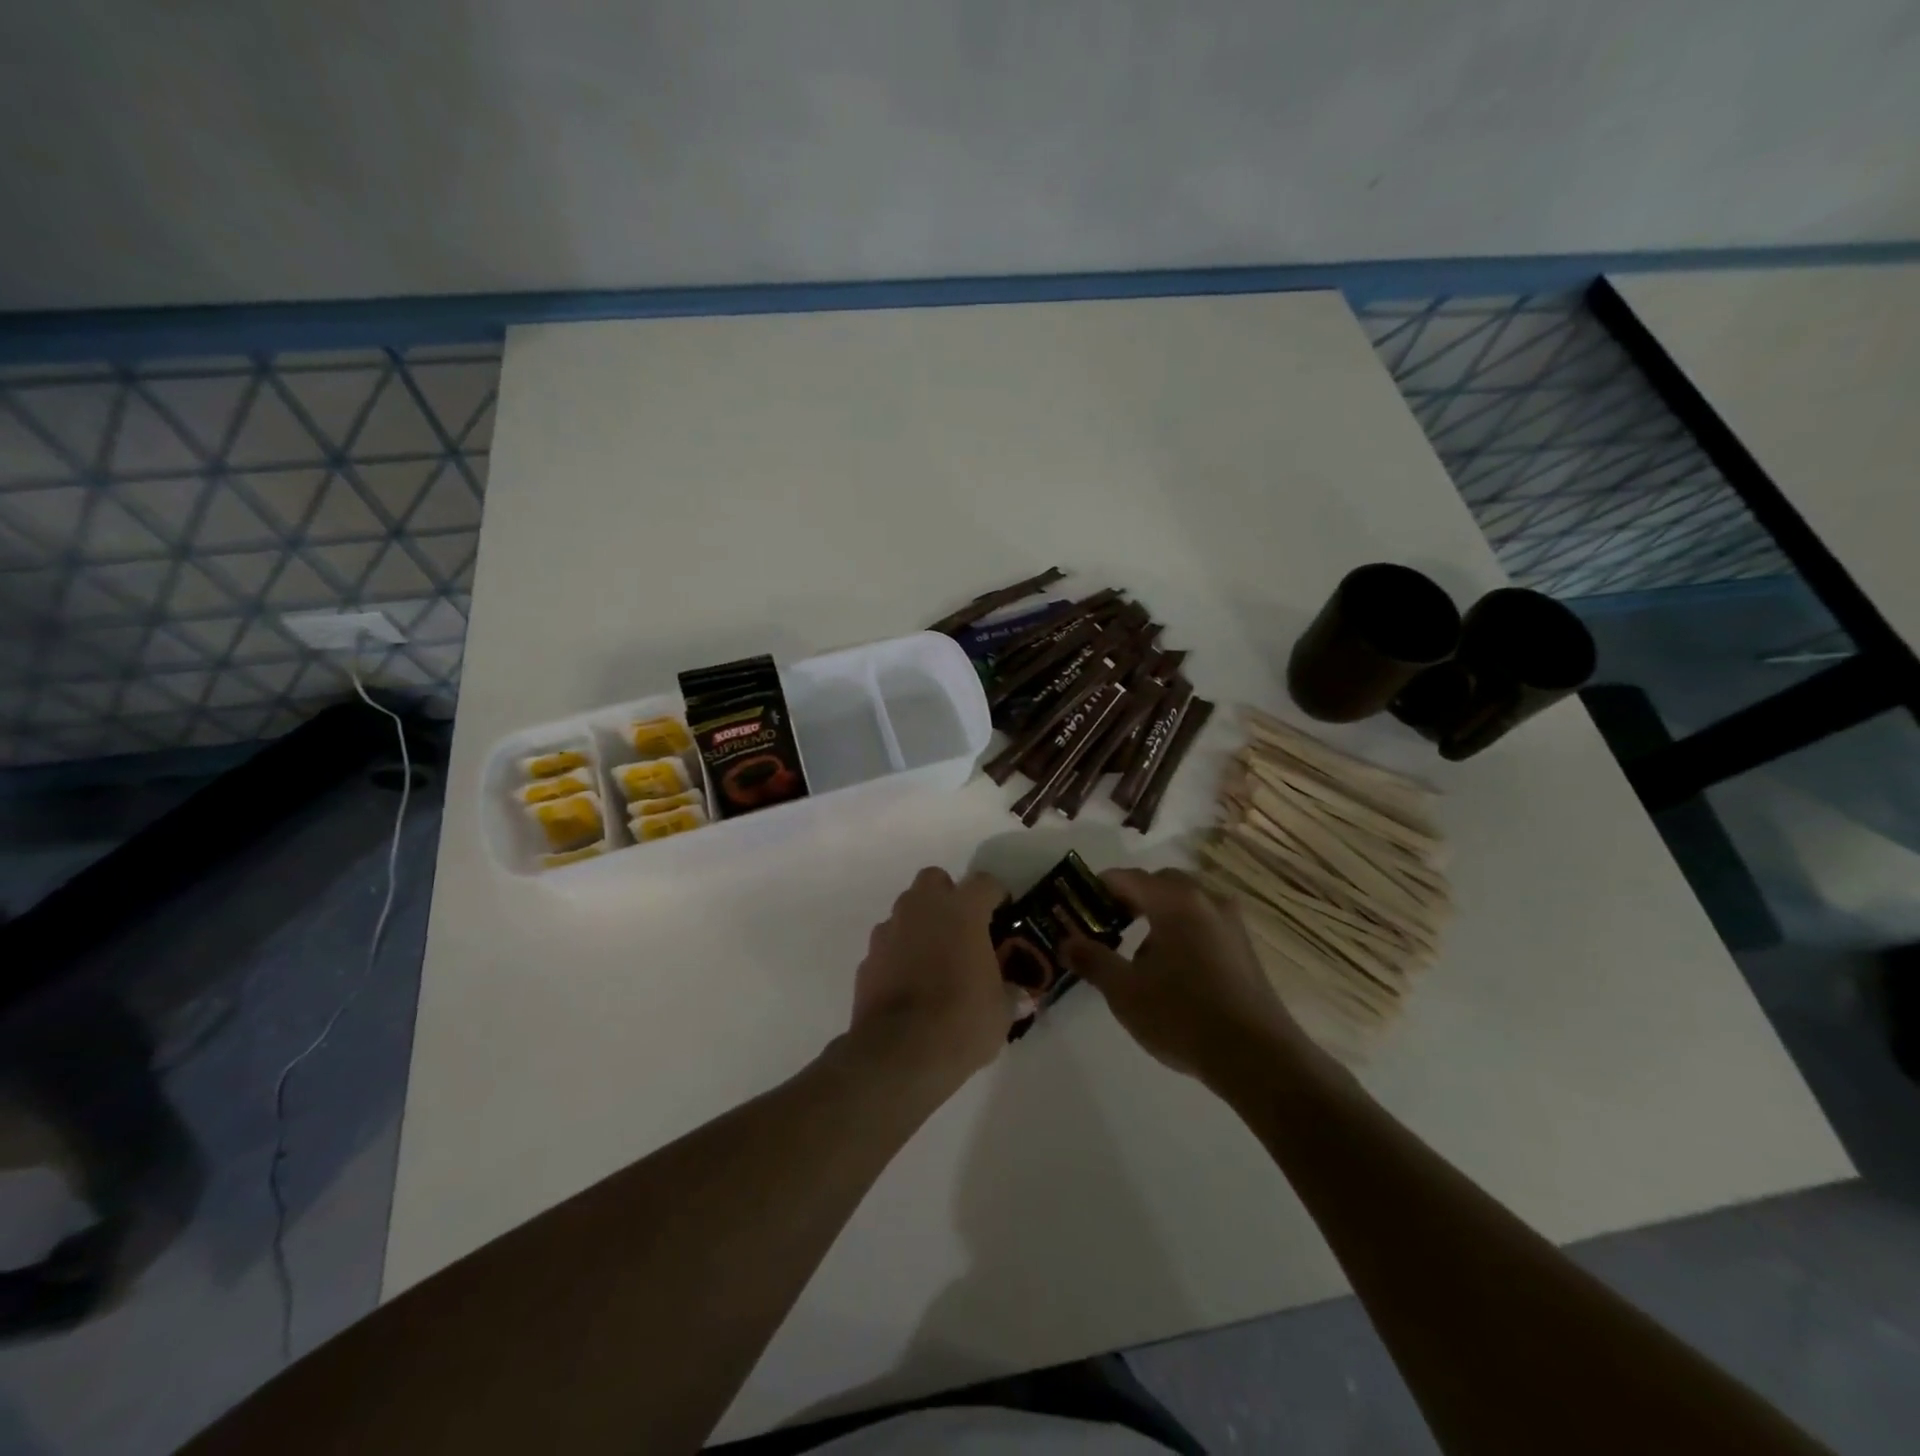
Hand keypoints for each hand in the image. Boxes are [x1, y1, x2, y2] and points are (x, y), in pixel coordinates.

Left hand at [849, 867, 1014, 1079]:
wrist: (898, 1052)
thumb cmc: (961, 1021)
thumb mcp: (1000, 1013)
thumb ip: (1009, 996)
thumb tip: (1020, 997)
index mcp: (962, 911)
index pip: (984, 883)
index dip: (996, 896)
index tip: (1003, 914)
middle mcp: (922, 909)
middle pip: (934, 880)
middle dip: (947, 896)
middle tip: (962, 927)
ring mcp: (889, 931)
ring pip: (906, 910)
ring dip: (920, 924)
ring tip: (934, 958)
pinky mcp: (867, 958)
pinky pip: (888, 944)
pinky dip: (898, 954)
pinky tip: (909, 983)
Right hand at [1063, 868, 1304, 1083]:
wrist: (1257, 1058)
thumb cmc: (1182, 1015)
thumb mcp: (1124, 991)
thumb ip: (1092, 960)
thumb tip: (1066, 942)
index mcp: (1174, 901)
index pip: (1127, 878)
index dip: (1098, 888)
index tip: (1078, 907)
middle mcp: (1206, 900)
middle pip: (1160, 884)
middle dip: (1130, 898)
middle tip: (1107, 925)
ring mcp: (1231, 923)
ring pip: (1185, 903)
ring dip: (1159, 915)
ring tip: (1138, 952)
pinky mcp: (1244, 948)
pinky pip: (1204, 923)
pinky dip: (1182, 931)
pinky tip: (1172, 970)